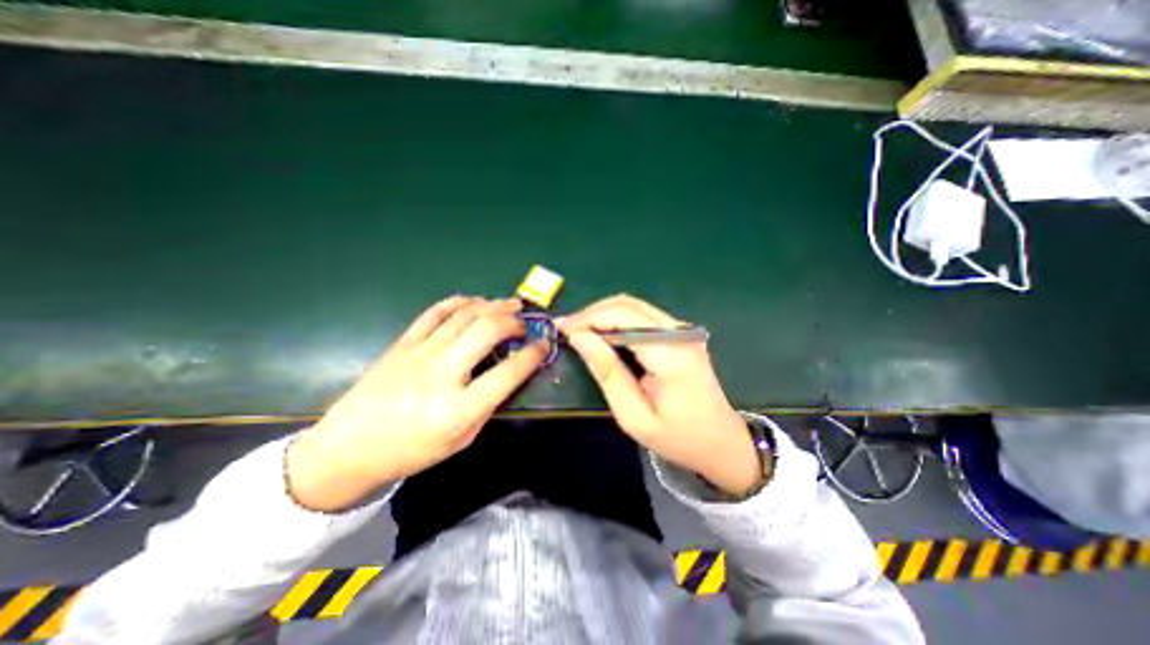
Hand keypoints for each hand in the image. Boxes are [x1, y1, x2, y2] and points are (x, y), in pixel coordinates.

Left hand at [281, 294, 543, 511]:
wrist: (351, 447)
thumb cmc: (413, 450)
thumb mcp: (462, 439)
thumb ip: (488, 404)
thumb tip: (509, 371)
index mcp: (459, 409)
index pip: (508, 373)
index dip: (533, 355)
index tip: (544, 344)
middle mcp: (442, 375)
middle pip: (487, 331)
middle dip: (513, 320)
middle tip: (524, 321)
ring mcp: (420, 354)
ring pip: (464, 316)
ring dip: (492, 306)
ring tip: (509, 304)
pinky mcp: (403, 343)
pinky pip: (436, 312)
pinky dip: (460, 302)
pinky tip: (475, 302)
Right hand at [556, 295, 761, 495]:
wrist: (721, 442)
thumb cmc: (677, 438)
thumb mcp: (633, 416)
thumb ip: (607, 372)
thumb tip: (579, 337)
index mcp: (670, 354)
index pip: (622, 317)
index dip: (587, 318)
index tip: (561, 328)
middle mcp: (679, 332)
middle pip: (627, 304)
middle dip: (592, 313)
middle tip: (567, 330)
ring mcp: (683, 330)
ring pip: (633, 306)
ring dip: (603, 315)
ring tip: (579, 332)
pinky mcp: (680, 333)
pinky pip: (642, 315)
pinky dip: (617, 320)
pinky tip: (603, 334)